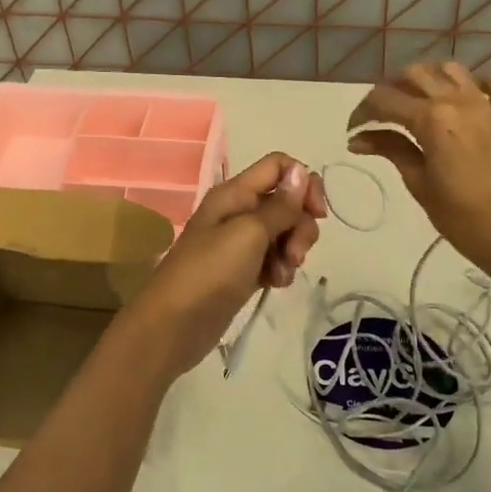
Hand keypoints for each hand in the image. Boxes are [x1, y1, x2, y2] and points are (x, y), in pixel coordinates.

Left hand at [111, 152, 327, 378]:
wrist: (174, 325)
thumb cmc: (210, 272)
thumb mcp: (249, 233)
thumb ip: (279, 205)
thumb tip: (301, 171)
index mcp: (234, 193)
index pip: (278, 166)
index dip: (303, 182)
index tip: (316, 212)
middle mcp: (238, 211)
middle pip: (286, 202)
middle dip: (300, 225)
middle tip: (294, 253)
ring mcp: (240, 242)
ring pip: (283, 232)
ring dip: (292, 251)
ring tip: (281, 274)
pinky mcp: (243, 270)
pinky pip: (273, 259)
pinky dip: (280, 269)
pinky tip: (274, 285)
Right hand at [347, 62, 490, 275]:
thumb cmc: (460, 217)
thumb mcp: (418, 182)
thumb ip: (390, 149)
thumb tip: (358, 139)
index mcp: (431, 118)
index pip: (384, 99)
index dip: (362, 112)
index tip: (353, 131)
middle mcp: (457, 101)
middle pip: (414, 74)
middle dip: (390, 90)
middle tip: (379, 117)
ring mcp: (486, 106)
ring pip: (450, 70)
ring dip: (428, 79)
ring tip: (415, 102)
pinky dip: (476, 86)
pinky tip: (464, 102)